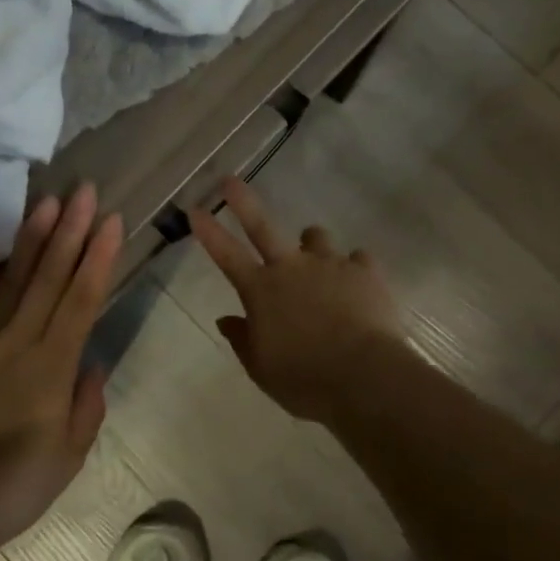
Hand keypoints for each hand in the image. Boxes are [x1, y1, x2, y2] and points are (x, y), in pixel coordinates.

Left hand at [0, 184, 123, 553]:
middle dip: (71, 231)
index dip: (99, 257)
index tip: (113, 220)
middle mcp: (16, 341)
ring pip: (8, 281)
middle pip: (49, 277)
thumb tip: (91, 365)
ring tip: (45, 203)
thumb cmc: (13, 487)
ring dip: (29, 240)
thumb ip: (86, 406)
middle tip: (84, 190)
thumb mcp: (68, 457)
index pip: (82, 298)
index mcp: (52, 365)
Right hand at [190, 178, 405, 421]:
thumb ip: (243, 339)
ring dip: (311, 245)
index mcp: (261, 291)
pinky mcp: (364, 271)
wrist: (364, 376)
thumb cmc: (304, 379)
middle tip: (230, 181)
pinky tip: (357, 283)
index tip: (194, 208)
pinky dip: (353, 268)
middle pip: (262, 226)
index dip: (208, 231)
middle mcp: (291, 267)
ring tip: (317, 262)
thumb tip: (226, 319)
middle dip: (243, 202)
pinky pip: (357, 258)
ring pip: (316, 237)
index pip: (226, 254)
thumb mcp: (262, 368)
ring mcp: (329, 264)